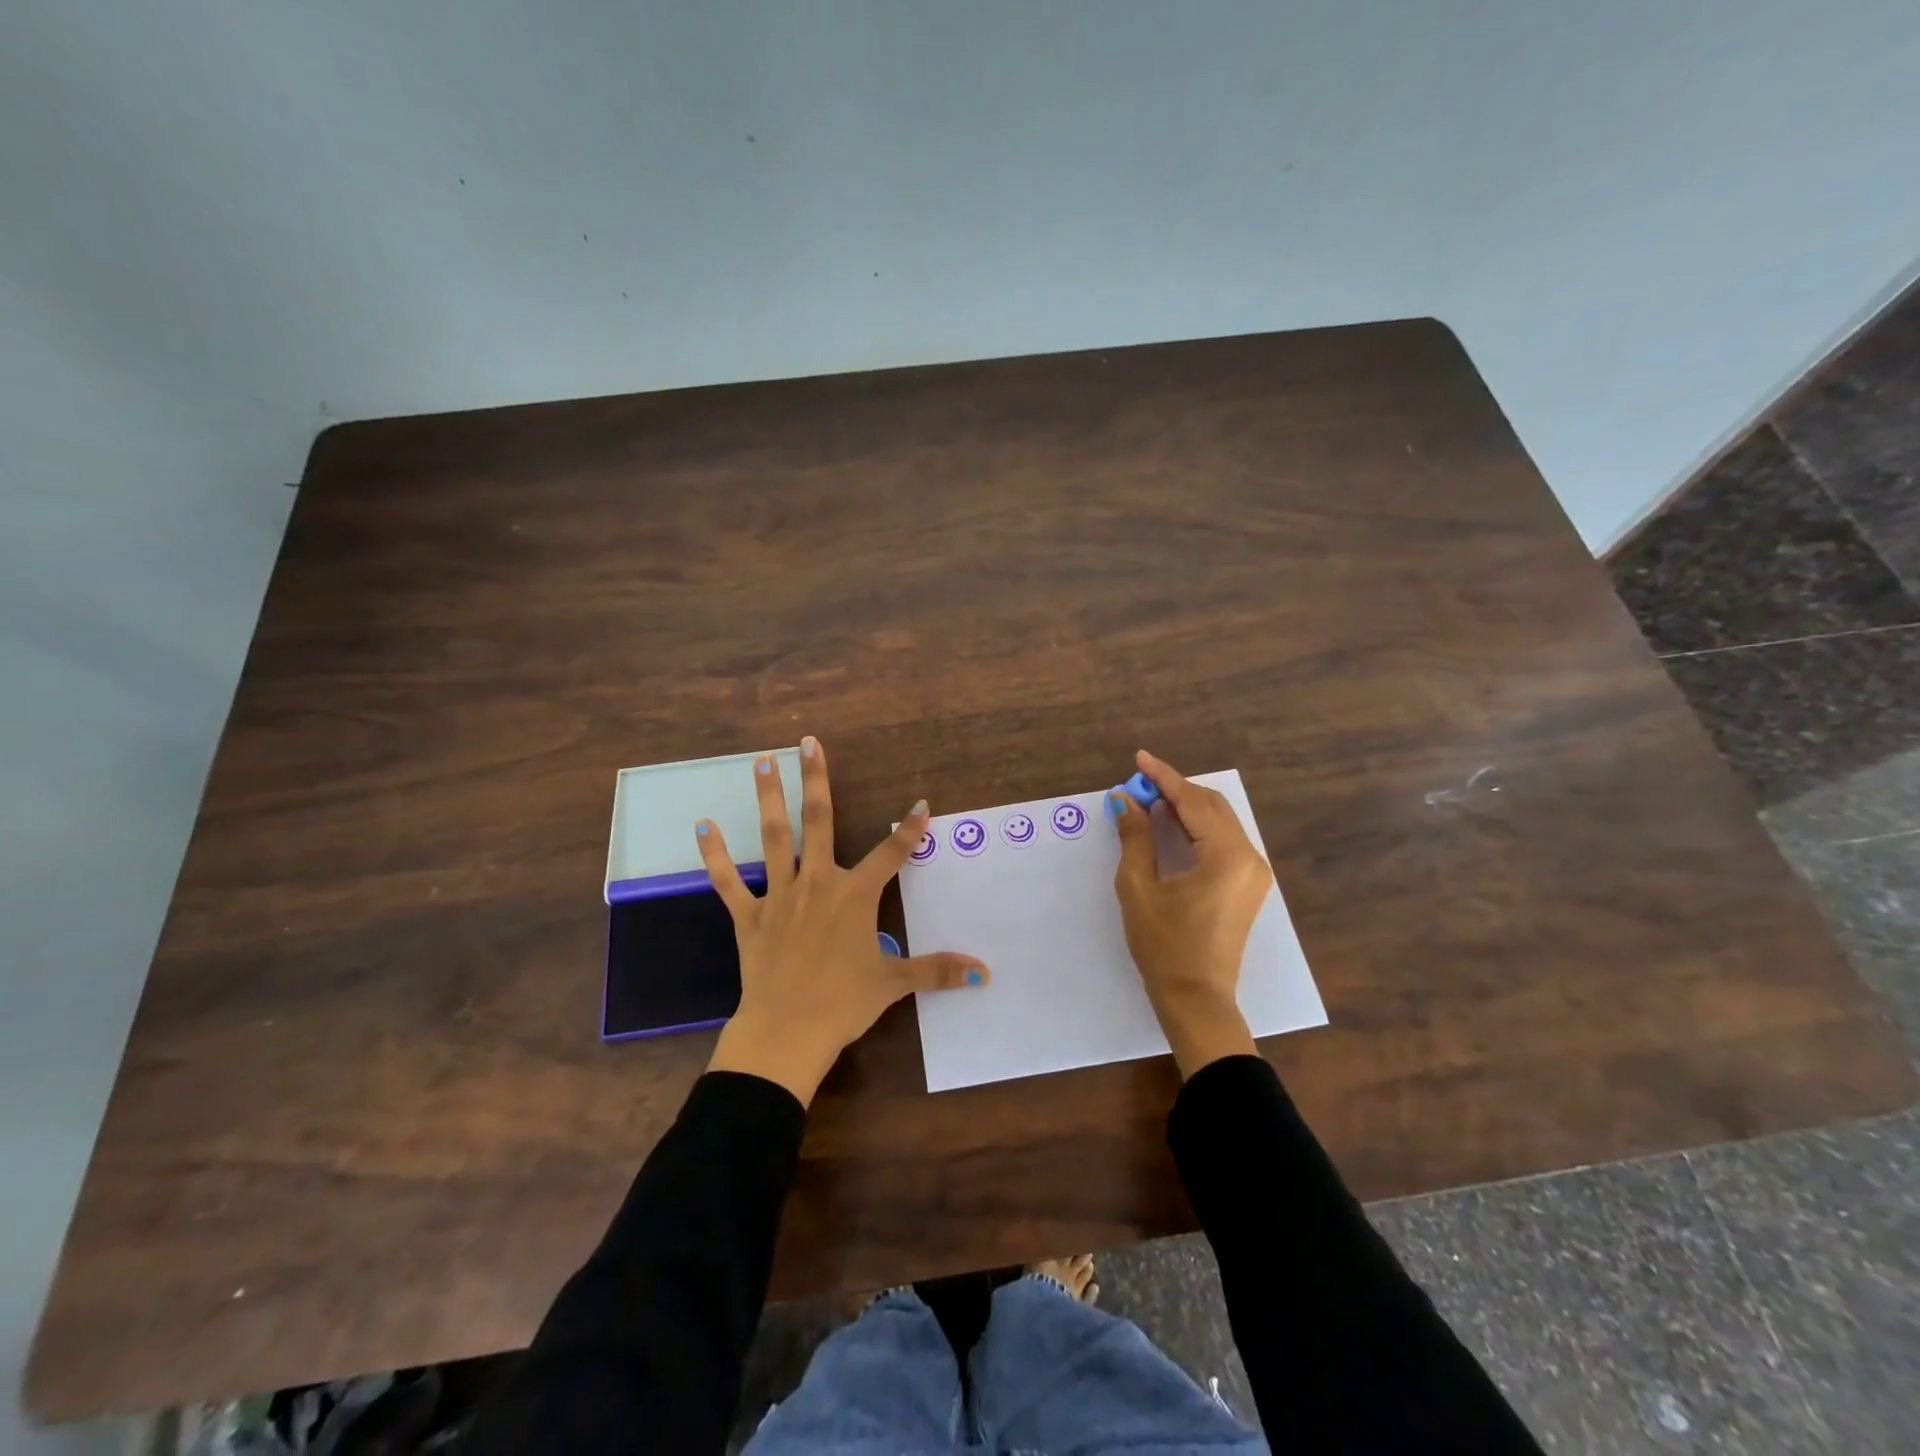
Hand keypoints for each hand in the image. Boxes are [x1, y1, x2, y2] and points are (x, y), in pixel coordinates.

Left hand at [697, 736, 989, 1105]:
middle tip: (808, 743)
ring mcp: (779, 896)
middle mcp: (817, 883)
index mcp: (855, 896)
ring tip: (763, 761)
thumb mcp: (894, 984)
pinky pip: (728, 881)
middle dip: (816, 780)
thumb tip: (984, 972)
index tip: (921, 804)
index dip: (910, 829)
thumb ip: (937, 970)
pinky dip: (714, 854)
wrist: (786, 1033)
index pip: (891, 854)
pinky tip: (702, 826)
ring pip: (774, 837)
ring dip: (769, 798)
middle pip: (819, 822)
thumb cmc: (843, 1004)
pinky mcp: (748, 915)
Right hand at [1111, 750, 1271, 1077]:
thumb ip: (1135, 837)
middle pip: (1212, 806)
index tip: (1139, 759)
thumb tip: (1125, 800)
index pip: (1193, 802)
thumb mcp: (1139, 887)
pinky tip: (1172, 825)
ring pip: (1220, 821)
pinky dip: (1198, 827)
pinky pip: (1224, 840)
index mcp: (1226, 855)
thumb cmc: (1164, 945)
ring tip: (1151, 800)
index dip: (1163, 778)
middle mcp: (1249, 857)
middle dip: (1175, 790)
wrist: (1197, 998)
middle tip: (1139, 783)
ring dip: (1187, 807)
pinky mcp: (1248, 885)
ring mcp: (1253, 872)